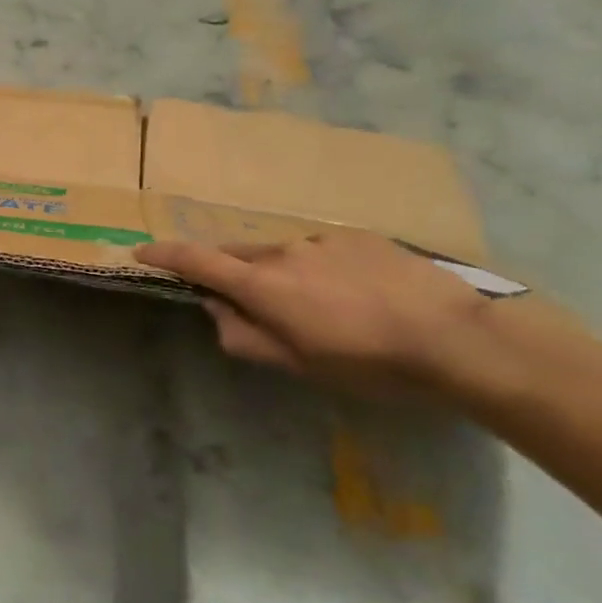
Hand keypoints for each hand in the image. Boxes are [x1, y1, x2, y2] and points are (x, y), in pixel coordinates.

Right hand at [135, 230, 492, 394]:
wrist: (460, 339)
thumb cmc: (369, 363)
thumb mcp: (298, 365)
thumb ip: (245, 337)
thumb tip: (217, 312)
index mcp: (262, 285)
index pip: (196, 260)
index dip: (164, 254)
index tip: (141, 252)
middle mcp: (283, 252)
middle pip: (238, 255)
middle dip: (228, 273)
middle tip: (247, 303)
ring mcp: (323, 240)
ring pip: (282, 254)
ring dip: (280, 275)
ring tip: (318, 308)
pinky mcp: (359, 237)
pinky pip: (320, 250)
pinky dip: (318, 268)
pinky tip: (354, 295)